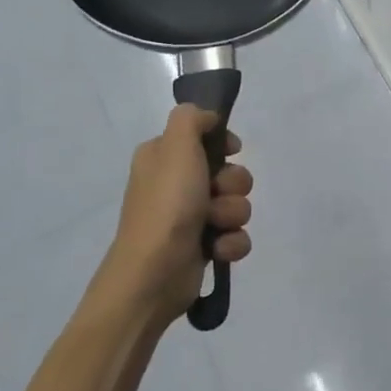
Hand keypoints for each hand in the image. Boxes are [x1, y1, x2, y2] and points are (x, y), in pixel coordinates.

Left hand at [92, 104, 253, 326]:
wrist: (154, 272)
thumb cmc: (167, 205)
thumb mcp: (176, 147)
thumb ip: (191, 119)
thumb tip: (208, 118)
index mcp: (163, 159)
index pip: (204, 138)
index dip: (223, 144)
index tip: (231, 150)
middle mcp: (175, 185)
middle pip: (229, 172)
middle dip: (233, 184)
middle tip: (215, 194)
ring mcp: (190, 218)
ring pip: (236, 204)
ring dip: (233, 214)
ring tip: (215, 227)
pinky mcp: (203, 247)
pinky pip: (236, 235)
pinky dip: (231, 242)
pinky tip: (218, 250)